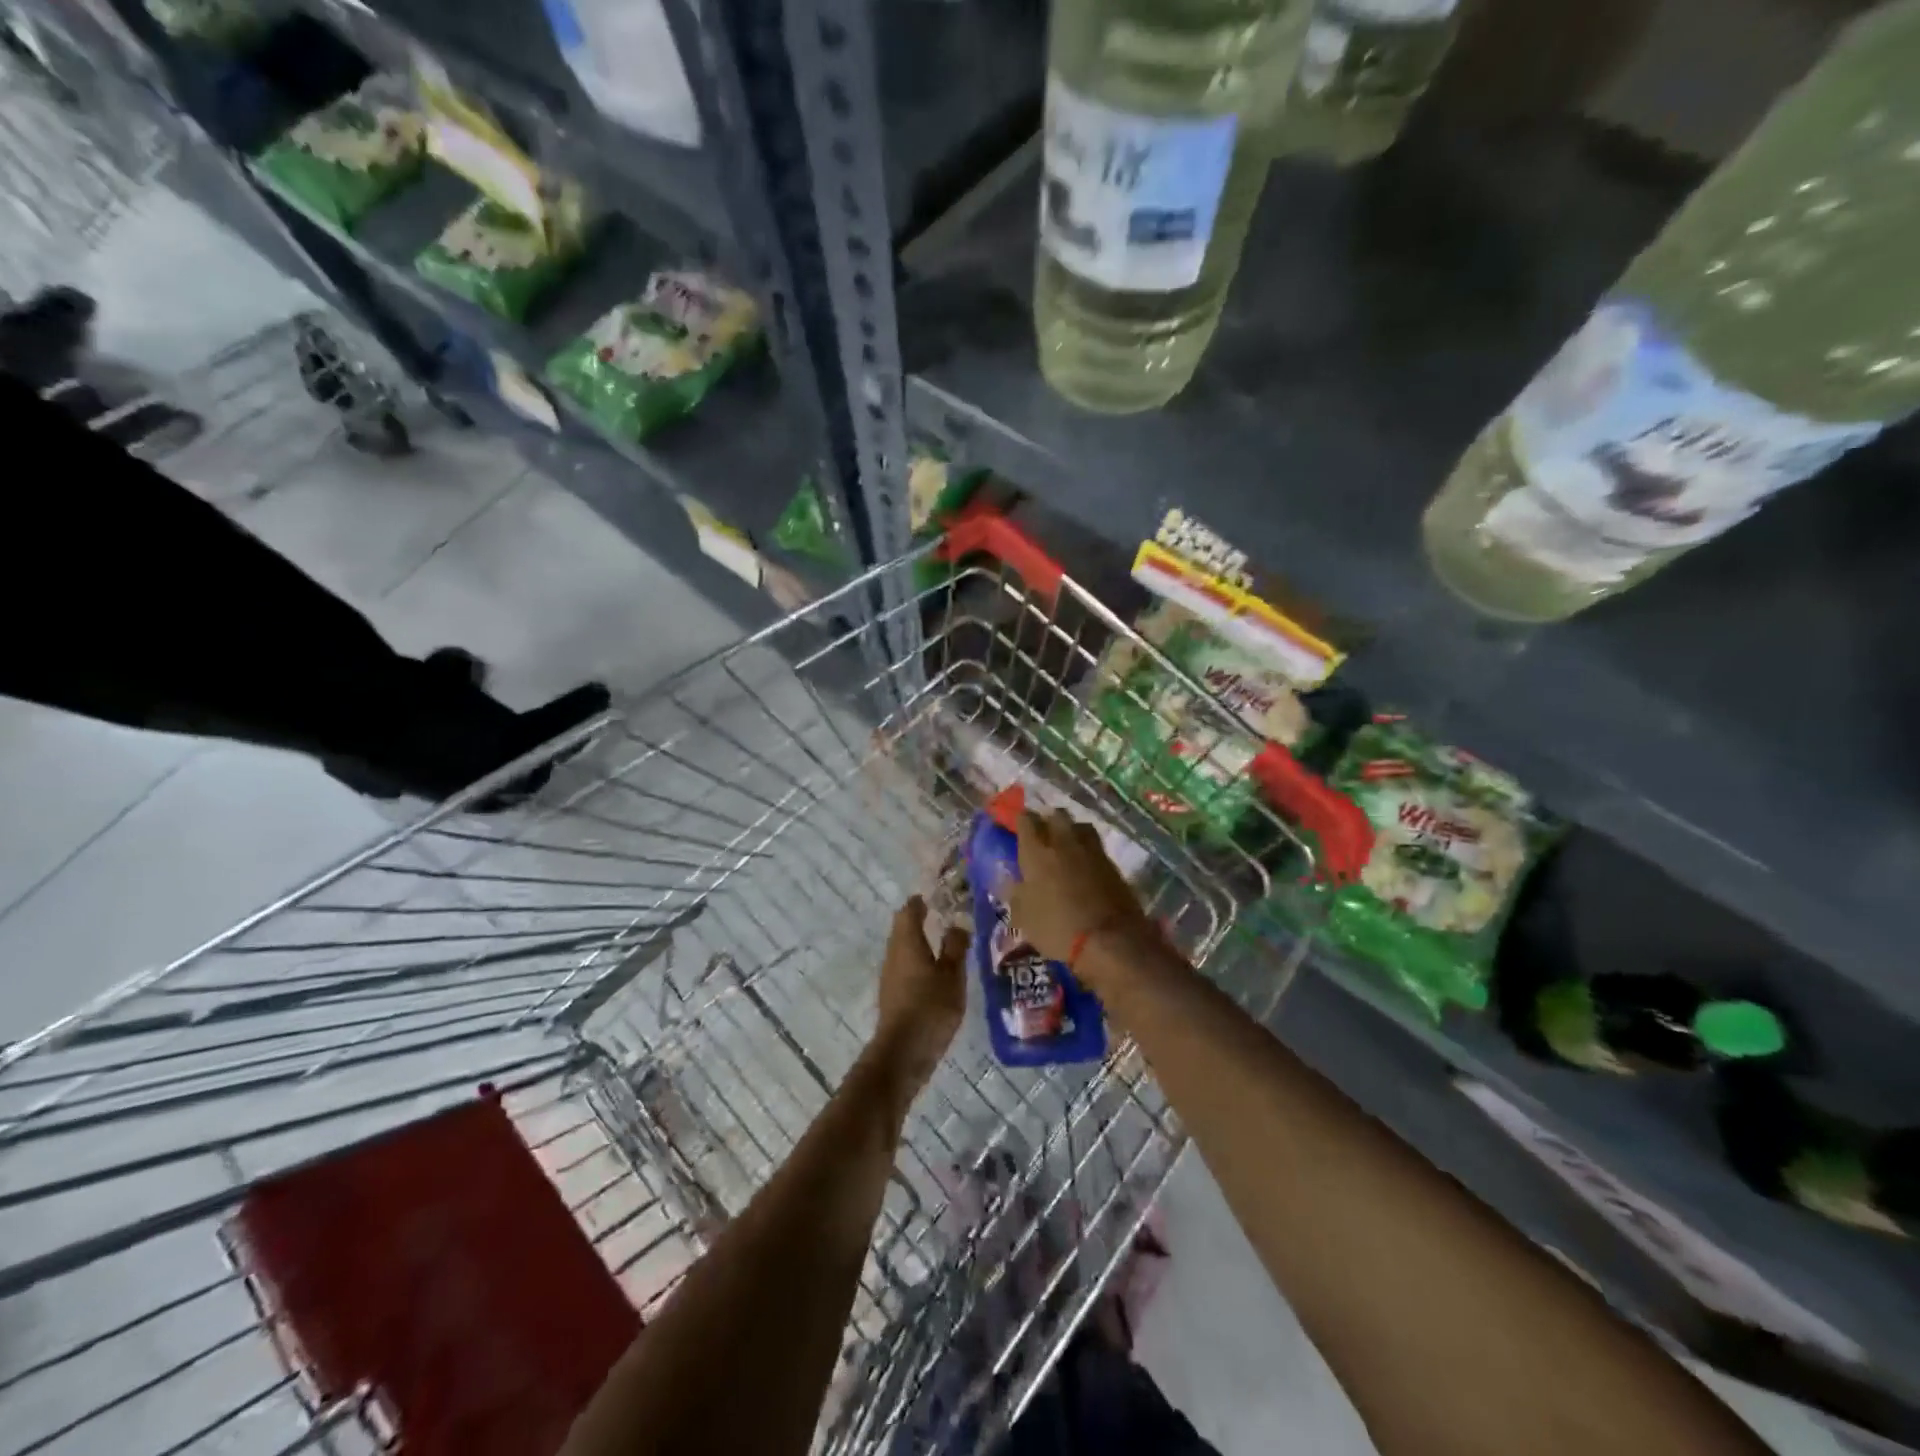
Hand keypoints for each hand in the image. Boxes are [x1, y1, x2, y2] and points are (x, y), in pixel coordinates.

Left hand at [871, 896, 967, 1088]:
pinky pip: (904, 967)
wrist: (903, 1052)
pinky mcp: (892, 995)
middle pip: (902, 928)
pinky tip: (934, 973)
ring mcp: (890, 975)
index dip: (920, 902)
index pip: (909, 911)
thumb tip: (957, 924)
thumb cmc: (930, 1007)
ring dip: (919, 942)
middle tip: (943, 916)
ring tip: (943, 943)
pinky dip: (918, 961)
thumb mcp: (952, 975)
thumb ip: (955, 947)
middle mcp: (894, 954)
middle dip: (919, 920)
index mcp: (907, 942)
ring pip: (903, 949)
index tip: (935, 897)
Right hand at [1003, 809, 1148, 969]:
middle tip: (1042, 838)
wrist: (1110, 939)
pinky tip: (1084, 866)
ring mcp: (1091, 849)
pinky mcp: (1112, 863)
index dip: (1020, 821)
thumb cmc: (1057, 928)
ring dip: (1071, 831)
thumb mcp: (1024, 917)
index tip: (1017, 830)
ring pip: (1079, 825)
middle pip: (1056, 815)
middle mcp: (1063, 841)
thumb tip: (1008, 879)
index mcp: (1036, 851)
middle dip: (1048, 821)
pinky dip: (1087, 850)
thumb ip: (1015, 893)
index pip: (1025, 819)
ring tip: (1066, 847)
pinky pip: (1095, 846)